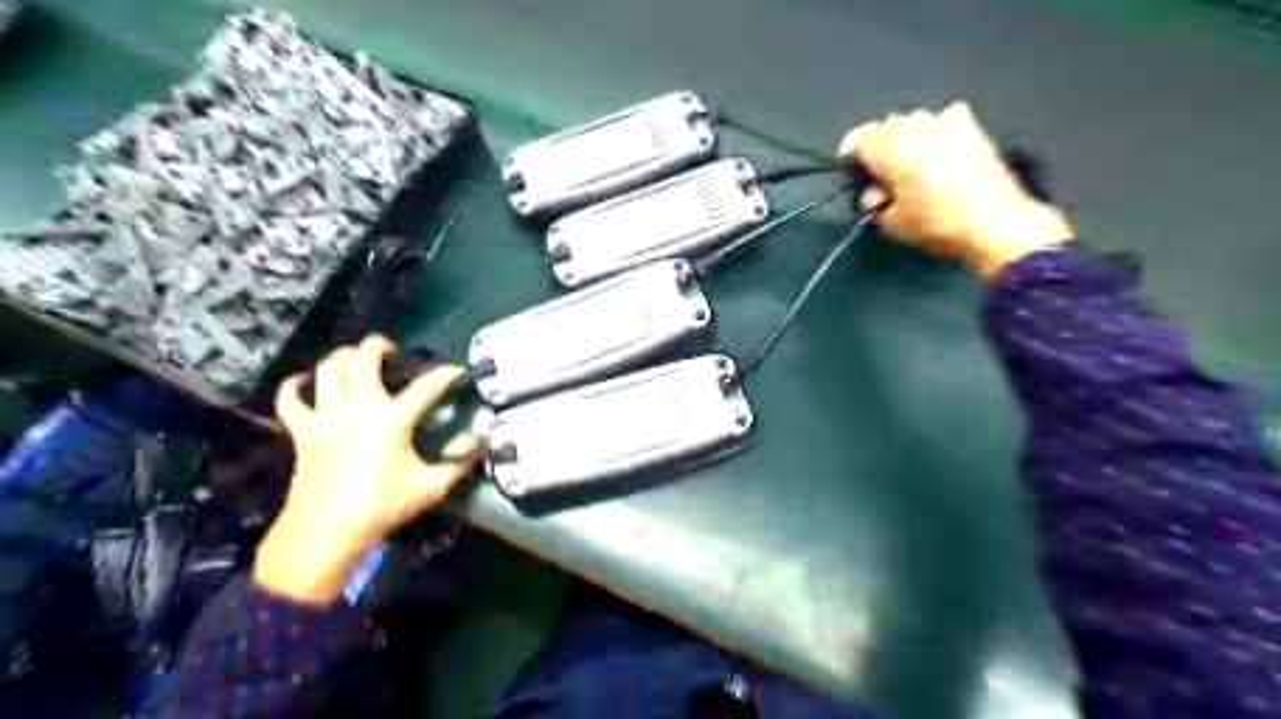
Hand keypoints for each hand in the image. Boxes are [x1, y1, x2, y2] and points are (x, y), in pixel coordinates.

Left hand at [255, 334, 479, 600]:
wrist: (325, 532)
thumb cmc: (381, 507)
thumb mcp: (430, 487)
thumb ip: (458, 464)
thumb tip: (480, 446)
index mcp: (392, 420)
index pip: (426, 386)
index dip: (445, 374)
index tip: (457, 369)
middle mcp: (357, 408)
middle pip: (363, 360)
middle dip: (377, 345)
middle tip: (390, 347)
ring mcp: (326, 417)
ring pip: (327, 370)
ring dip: (342, 357)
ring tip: (354, 357)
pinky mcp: (302, 431)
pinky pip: (290, 400)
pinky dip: (295, 386)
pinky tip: (305, 381)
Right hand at [842, 102, 1073, 277]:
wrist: (995, 222)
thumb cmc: (937, 225)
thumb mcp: (892, 223)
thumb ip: (872, 201)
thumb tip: (872, 190)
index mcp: (891, 150)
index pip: (858, 140)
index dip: (850, 154)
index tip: (851, 168)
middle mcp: (915, 127)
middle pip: (884, 127)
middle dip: (878, 146)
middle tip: (881, 172)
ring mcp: (945, 121)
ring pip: (912, 121)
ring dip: (905, 138)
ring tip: (910, 163)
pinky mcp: (971, 126)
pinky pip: (941, 120)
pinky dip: (933, 132)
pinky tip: (938, 151)